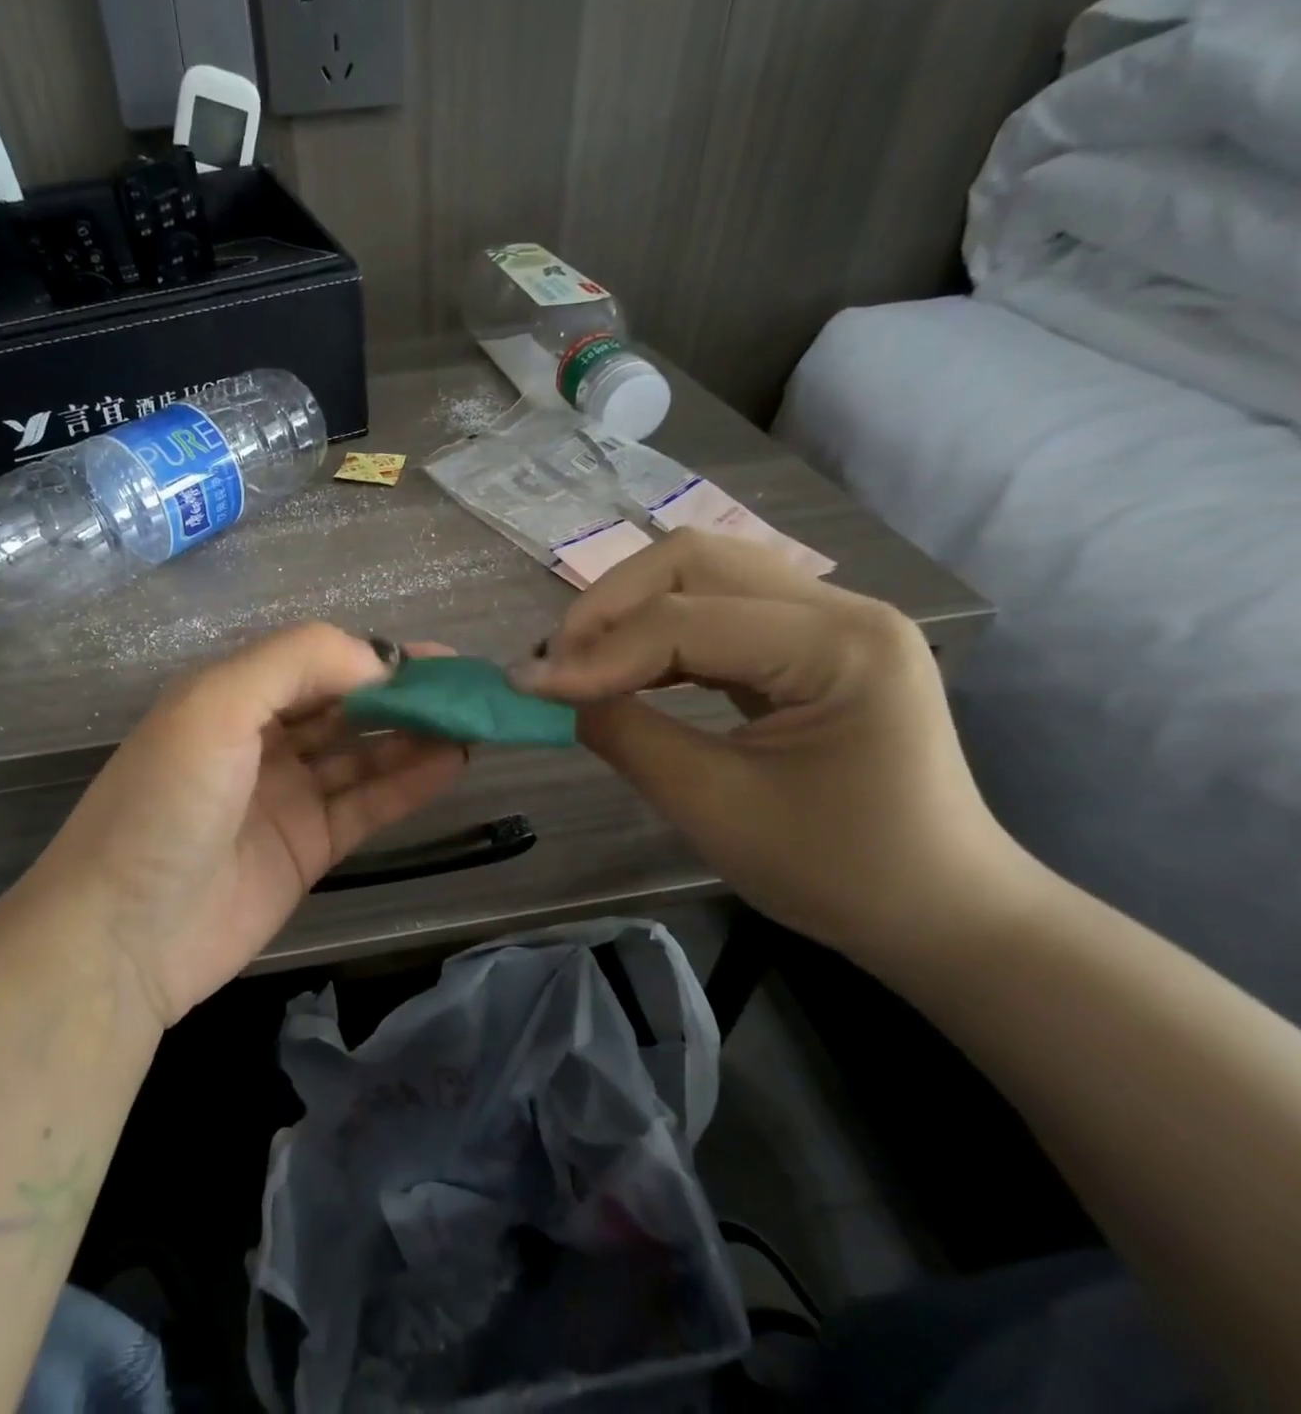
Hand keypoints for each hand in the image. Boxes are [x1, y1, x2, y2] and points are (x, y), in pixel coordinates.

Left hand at [22, 625, 466, 1025]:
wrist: (122, 937)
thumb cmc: (164, 805)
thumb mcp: (215, 707)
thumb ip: (296, 663)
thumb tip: (380, 658)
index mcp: (232, 696)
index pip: (318, 662)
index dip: (376, 657)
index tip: (437, 660)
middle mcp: (261, 739)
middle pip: (347, 706)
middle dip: (406, 694)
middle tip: (470, 690)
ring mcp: (287, 796)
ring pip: (364, 754)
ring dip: (415, 735)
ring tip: (473, 723)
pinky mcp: (308, 848)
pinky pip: (367, 804)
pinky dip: (408, 783)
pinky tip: (452, 762)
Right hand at [512, 531, 1033, 956]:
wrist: (936, 908)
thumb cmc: (836, 871)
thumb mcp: (713, 807)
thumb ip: (624, 735)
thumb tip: (552, 692)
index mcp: (840, 646)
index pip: (685, 620)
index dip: (596, 652)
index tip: (528, 688)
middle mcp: (842, 607)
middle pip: (693, 559)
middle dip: (608, 606)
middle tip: (556, 664)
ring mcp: (831, 616)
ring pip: (701, 570)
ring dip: (628, 610)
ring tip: (579, 663)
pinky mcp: (811, 638)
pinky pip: (717, 605)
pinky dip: (657, 630)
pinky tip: (626, 666)